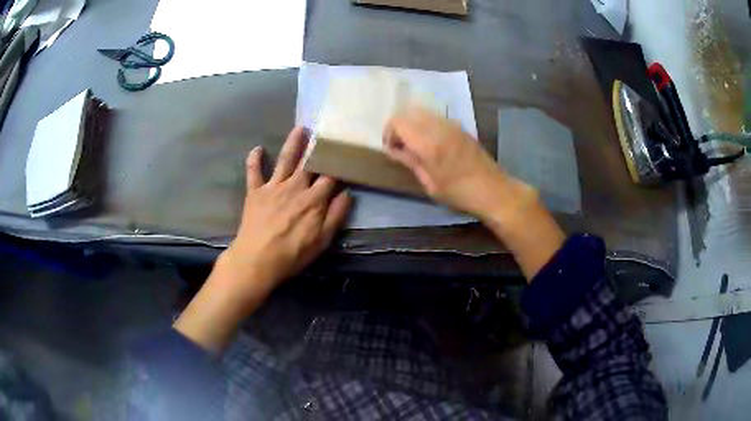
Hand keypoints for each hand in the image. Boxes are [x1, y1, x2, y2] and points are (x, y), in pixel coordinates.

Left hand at [174, 127, 350, 352]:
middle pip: (309, 162)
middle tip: (325, 132)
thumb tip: (347, 193)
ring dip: (293, 143)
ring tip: (300, 128)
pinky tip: (256, 148)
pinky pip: (254, 172)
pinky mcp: (255, 192)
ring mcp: (273, 187)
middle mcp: (295, 186)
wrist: (257, 260)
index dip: (339, 166)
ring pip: (285, 160)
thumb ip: (336, 215)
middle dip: (319, 147)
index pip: (330, 176)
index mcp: (314, 199)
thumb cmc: (292, 254)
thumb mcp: (322, 240)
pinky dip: (254, 160)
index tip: (346, 156)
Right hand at [383, 107, 533, 221]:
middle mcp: (439, 127)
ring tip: (415, 145)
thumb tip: (394, 150)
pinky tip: (431, 143)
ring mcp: (451, 124)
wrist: (493, 190)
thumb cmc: (459, 193)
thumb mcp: (430, 184)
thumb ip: (411, 162)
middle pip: (408, 112)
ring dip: (413, 124)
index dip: (389, 133)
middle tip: (400, 146)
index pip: (398, 122)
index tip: (392, 150)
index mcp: (428, 143)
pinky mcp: (460, 127)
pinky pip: (435, 117)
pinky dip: (426, 125)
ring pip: (422, 112)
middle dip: (399, 127)